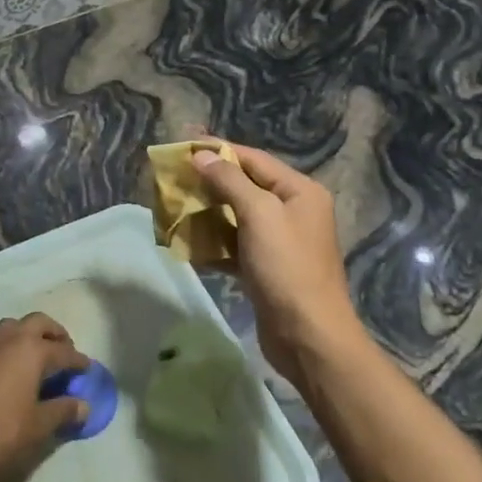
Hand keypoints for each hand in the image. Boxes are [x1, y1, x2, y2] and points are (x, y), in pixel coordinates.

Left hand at [0, 314, 89, 481]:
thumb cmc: (1, 433)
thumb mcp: (39, 426)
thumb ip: (64, 411)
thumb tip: (84, 405)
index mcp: (31, 350)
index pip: (63, 351)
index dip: (78, 361)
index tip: (87, 368)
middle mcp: (7, 339)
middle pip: (37, 323)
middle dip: (54, 334)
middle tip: (64, 351)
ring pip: (11, 327)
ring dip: (27, 336)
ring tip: (36, 357)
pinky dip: (5, 349)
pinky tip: (6, 370)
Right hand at [191, 143, 361, 383]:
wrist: (308, 336)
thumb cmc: (286, 267)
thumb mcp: (259, 214)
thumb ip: (229, 181)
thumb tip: (201, 155)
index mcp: (299, 191)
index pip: (253, 159)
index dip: (218, 150)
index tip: (182, 145)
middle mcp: (293, 210)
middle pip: (244, 186)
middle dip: (209, 183)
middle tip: (173, 179)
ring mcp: (280, 241)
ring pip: (236, 217)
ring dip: (206, 214)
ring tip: (173, 209)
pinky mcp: (266, 268)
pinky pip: (235, 246)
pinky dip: (213, 244)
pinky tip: (187, 245)